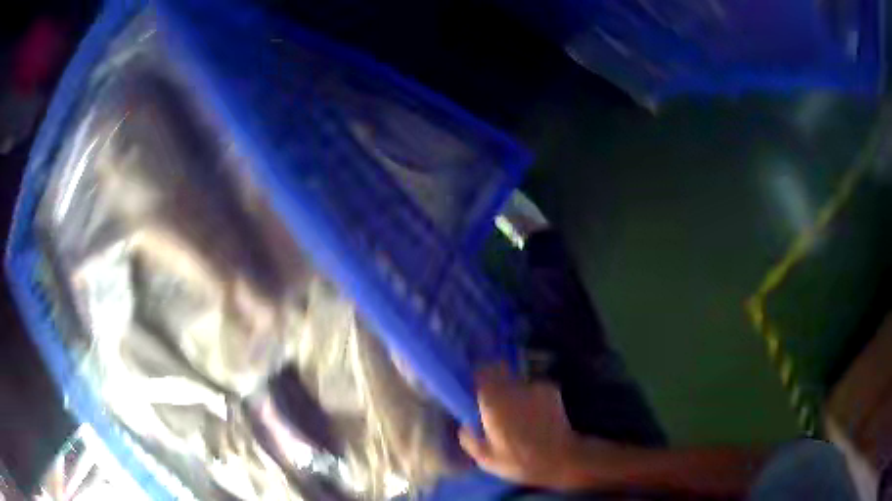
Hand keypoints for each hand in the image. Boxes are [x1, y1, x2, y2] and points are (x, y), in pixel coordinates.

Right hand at [458, 364, 614, 488]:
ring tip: (516, 412)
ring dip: (513, 391)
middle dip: (494, 381)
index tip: (473, 384)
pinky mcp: (551, 390)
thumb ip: (469, 439)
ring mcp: (535, 387)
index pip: (482, 372)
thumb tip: (466, 425)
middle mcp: (513, 388)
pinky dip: (530, 397)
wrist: (562, 458)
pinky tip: (534, 414)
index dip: (477, 376)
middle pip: (499, 371)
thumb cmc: (520, 461)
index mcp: (493, 402)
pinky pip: (533, 388)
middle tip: (492, 400)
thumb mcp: (486, 460)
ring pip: (516, 381)